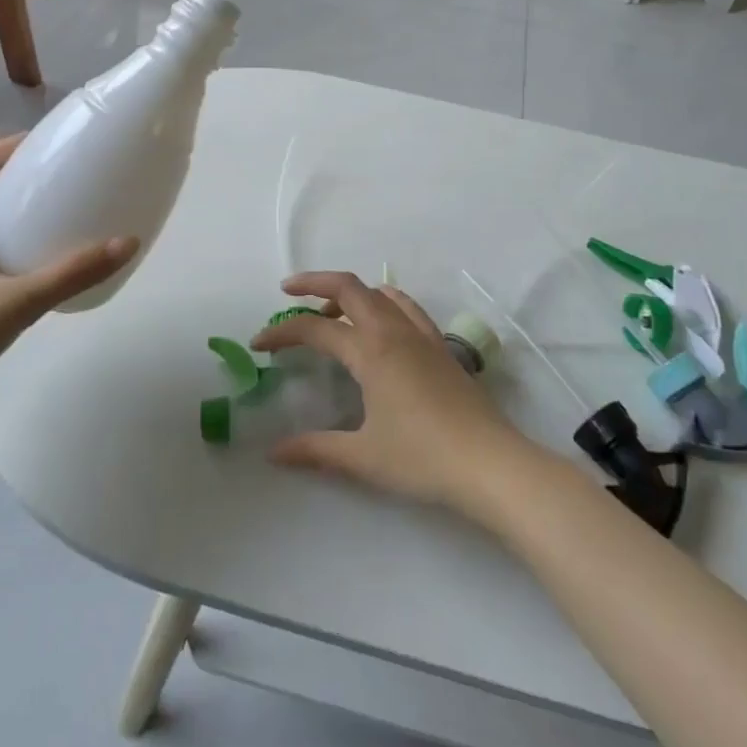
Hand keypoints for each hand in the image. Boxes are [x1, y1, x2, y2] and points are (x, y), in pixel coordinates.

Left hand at [0, 136, 137, 412]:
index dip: (18, 144)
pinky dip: (5, 235)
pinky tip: (30, 259)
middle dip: (24, 173)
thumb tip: (128, 242)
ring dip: (14, 205)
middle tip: (69, 177)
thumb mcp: (15, 305)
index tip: (59, 143)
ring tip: (57, 212)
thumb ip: (71, 275)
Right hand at [251, 271, 536, 514]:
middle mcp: (393, 331)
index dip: (282, 332)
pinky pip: (406, 306)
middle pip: (348, 287)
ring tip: (330, 312)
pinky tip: (380, 323)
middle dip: (313, 283)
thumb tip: (273, 453)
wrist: (488, 463)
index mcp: (370, 351)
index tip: (258, 344)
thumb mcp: (362, 457)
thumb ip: (315, 449)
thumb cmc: (422, 458)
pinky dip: (383, 301)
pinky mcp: (441, 346)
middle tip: (287, 291)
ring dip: (349, 292)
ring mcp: (421, 334)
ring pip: (378, 292)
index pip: (315, 329)